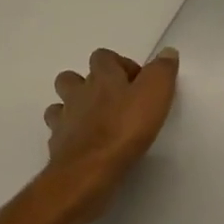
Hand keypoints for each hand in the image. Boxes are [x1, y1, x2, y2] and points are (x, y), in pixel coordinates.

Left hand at [44, 47, 179, 196]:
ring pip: (60, 105)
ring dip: (74, 108)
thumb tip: (167, 52)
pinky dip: (69, 136)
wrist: (89, 171)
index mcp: (102, 76)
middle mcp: (78, 93)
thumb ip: (162, 70)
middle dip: (88, 85)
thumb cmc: (125, 128)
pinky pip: (59, 134)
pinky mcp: (57, 146)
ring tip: (94, 122)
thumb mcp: (155, 93)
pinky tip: (85, 145)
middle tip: (112, 101)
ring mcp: (64, 120)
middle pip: (72, 77)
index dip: (119, 65)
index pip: (103, 57)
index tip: (136, 83)